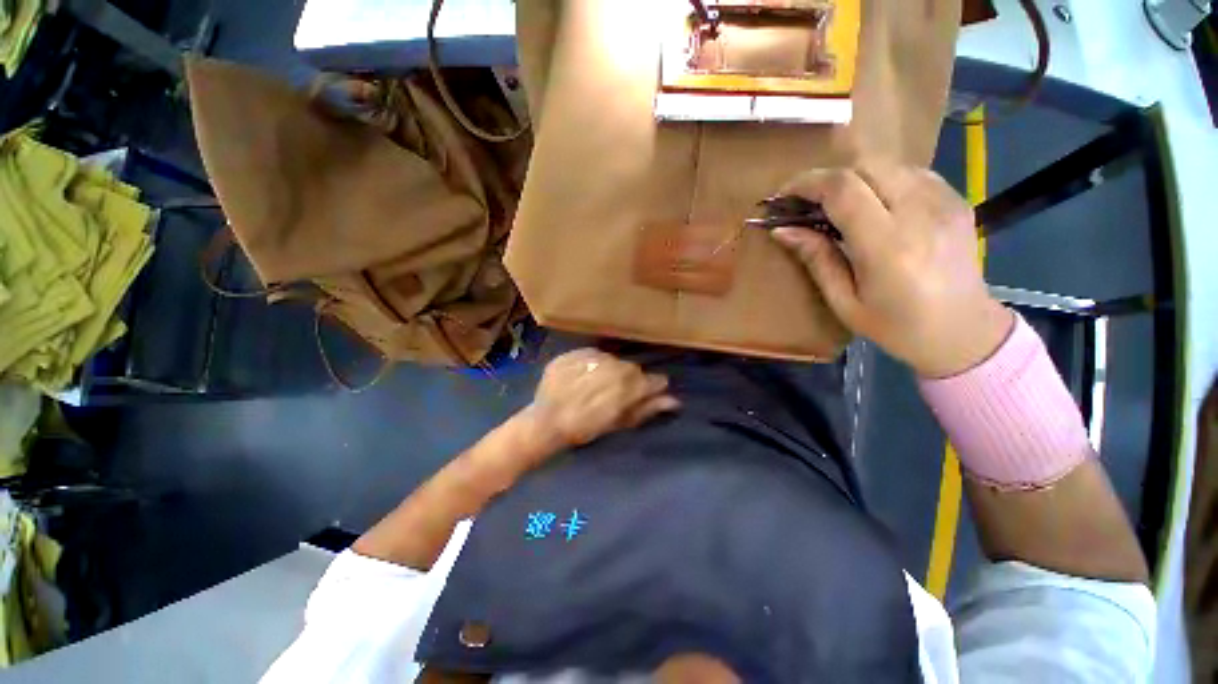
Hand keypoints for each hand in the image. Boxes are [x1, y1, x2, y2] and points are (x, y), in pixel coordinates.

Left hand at [529, 349, 679, 446]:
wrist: (545, 421)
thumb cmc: (584, 428)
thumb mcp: (618, 423)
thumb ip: (647, 408)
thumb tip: (675, 401)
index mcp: (630, 384)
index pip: (655, 380)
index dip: (651, 389)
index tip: (644, 395)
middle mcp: (616, 364)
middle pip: (632, 369)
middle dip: (628, 380)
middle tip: (612, 395)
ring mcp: (594, 355)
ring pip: (612, 360)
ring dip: (608, 371)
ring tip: (593, 386)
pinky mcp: (576, 352)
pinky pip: (591, 355)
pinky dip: (590, 365)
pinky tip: (579, 378)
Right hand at [770, 159, 1013, 377]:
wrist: (964, 332)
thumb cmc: (897, 327)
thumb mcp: (844, 302)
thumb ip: (816, 259)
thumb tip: (782, 230)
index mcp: (887, 246)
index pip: (843, 189)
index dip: (807, 183)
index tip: (784, 195)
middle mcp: (920, 213)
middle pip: (867, 164)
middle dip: (829, 177)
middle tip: (808, 201)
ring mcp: (945, 202)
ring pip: (889, 164)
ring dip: (855, 178)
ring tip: (839, 205)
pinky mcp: (957, 200)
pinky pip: (912, 173)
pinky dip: (883, 181)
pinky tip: (875, 205)